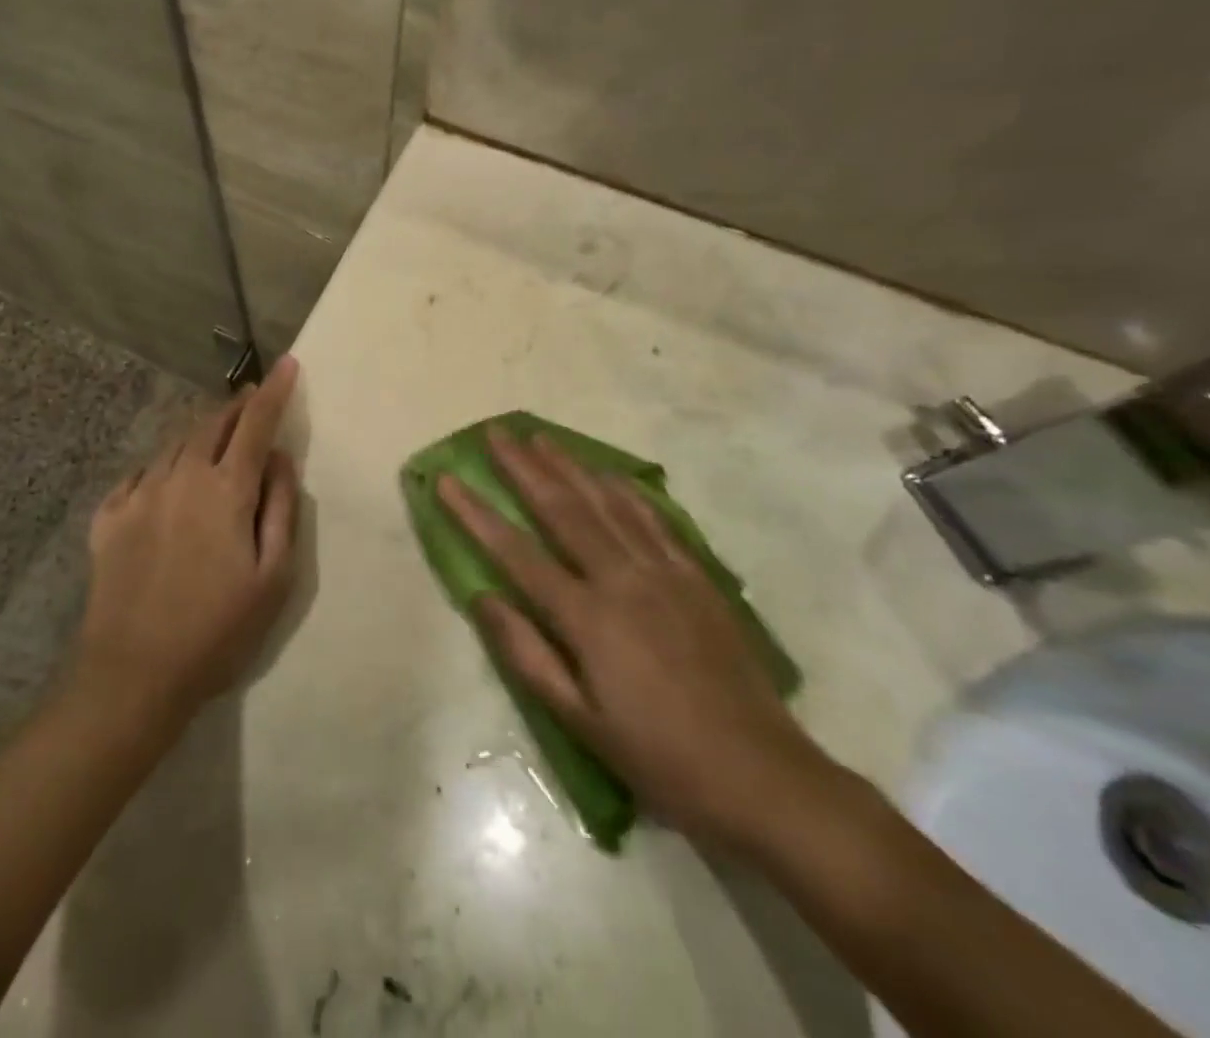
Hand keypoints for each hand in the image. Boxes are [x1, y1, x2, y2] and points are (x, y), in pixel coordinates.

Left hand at [75, 356, 301, 723]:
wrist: (133, 674)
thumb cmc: (218, 631)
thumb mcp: (273, 578)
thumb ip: (280, 509)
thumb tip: (280, 459)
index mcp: (225, 491)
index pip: (255, 424)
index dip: (274, 392)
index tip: (288, 364)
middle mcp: (180, 478)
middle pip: (211, 425)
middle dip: (236, 406)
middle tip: (252, 399)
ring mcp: (138, 495)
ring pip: (175, 446)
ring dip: (200, 433)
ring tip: (215, 434)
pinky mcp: (108, 518)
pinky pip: (139, 474)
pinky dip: (161, 465)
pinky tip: (165, 477)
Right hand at [439, 428, 836, 850]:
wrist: (761, 776)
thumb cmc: (659, 757)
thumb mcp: (581, 721)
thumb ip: (528, 654)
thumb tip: (484, 597)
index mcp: (588, 617)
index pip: (517, 553)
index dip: (476, 514)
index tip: (447, 480)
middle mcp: (622, 580)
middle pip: (563, 509)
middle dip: (524, 468)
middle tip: (496, 433)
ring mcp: (664, 573)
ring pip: (608, 503)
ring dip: (570, 466)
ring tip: (542, 438)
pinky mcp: (697, 578)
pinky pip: (656, 520)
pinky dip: (628, 491)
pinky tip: (611, 474)